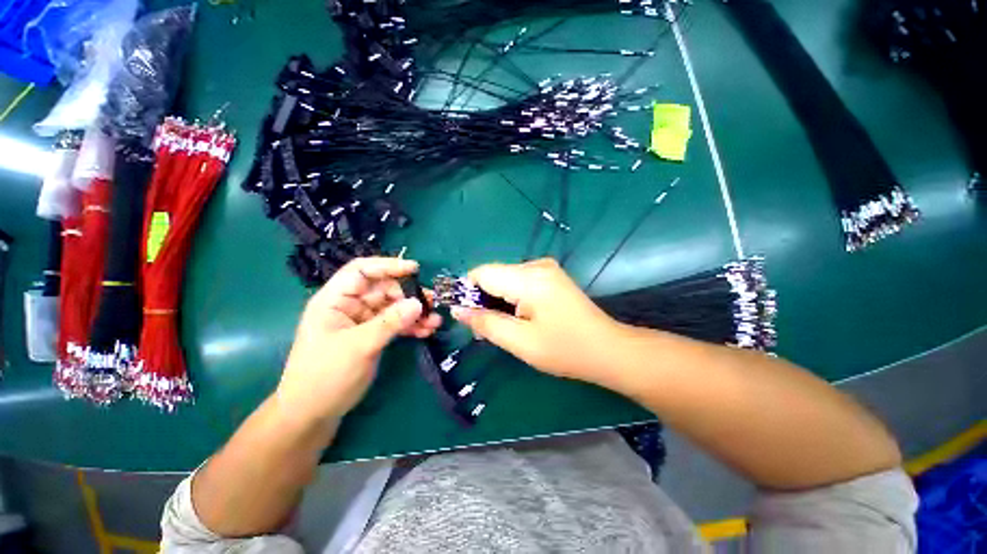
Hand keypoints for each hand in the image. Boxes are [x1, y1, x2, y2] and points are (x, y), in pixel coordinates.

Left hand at [276, 257, 442, 425]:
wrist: (314, 413)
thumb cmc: (325, 376)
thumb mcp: (359, 347)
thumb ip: (390, 323)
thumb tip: (419, 303)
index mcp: (335, 300)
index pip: (362, 271)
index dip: (388, 266)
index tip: (415, 269)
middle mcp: (350, 306)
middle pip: (384, 289)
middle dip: (409, 295)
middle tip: (432, 303)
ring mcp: (363, 321)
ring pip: (393, 307)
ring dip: (414, 312)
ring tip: (435, 321)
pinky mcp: (373, 335)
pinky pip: (395, 323)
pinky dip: (411, 325)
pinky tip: (426, 331)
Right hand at [451, 258, 623, 384]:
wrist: (608, 349)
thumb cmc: (565, 349)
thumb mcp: (520, 342)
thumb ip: (486, 323)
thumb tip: (457, 310)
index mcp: (528, 278)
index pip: (482, 273)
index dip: (467, 292)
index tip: (467, 317)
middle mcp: (536, 265)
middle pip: (494, 275)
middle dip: (484, 300)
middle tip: (488, 329)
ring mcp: (546, 268)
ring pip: (505, 279)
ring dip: (498, 300)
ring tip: (505, 327)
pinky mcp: (550, 276)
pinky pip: (519, 281)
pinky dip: (511, 298)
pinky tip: (520, 318)